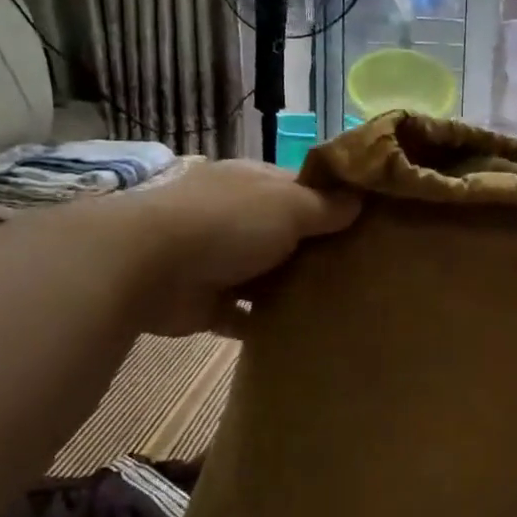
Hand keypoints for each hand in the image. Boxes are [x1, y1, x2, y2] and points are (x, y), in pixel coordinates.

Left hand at [109, 160, 359, 336]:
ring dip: (291, 288)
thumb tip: (360, 199)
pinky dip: (264, 323)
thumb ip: (326, 206)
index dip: (332, 203)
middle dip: (317, 250)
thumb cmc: (228, 223)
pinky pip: (243, 315)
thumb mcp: (289, 205)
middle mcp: (235, 217)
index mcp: (253, 183)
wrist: (148, 267)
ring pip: (266, 275)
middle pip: (285, 233)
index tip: (367, 225)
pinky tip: (300, 333)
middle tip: (363, 270)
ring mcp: (218, 260)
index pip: (300, 188)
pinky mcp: (206, 302)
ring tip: (340, 305)